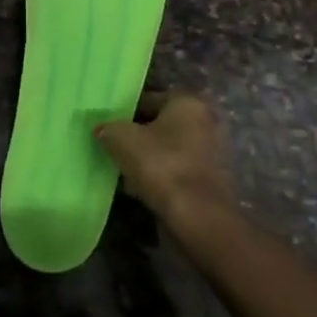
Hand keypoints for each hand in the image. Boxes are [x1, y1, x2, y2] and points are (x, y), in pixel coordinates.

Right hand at [95, 92, 235, 227]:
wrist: (198, 217)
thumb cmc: (162, 165)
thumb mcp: (122, 140)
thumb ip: (108, 129)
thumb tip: (102, 129)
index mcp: (188, 102)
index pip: (149, 98)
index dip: (125, 111)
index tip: (108, 126)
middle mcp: (207, 120)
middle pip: (162, 124)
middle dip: (139, 135)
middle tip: (114, 147)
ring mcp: (214, 151)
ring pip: (170, 148)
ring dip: (150, 157)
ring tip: (124, 171)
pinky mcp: (213, 179)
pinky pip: (179, 169)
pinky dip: (162, 175)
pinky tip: (141, 189)